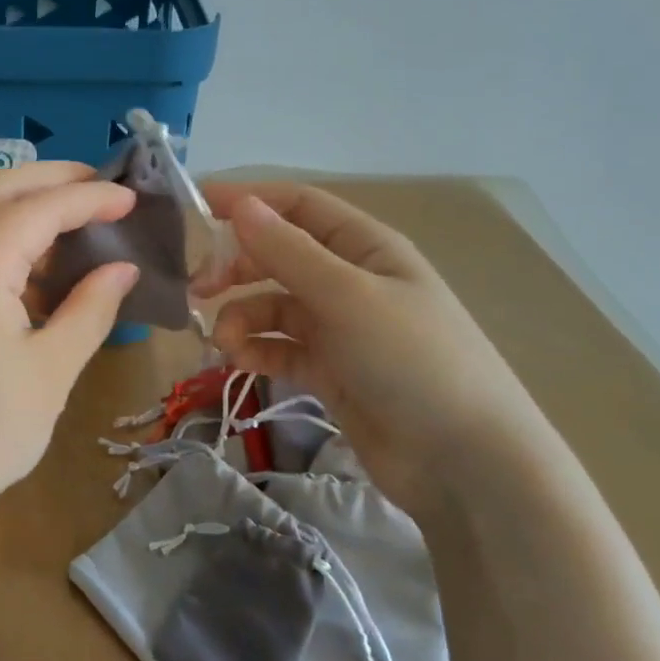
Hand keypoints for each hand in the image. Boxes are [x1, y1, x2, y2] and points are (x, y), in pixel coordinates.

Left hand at [0, 162, 139, 534]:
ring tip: (75, 218)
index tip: (134, 198)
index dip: (91, 198)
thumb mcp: (52, 368)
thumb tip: (122, 269)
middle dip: (52, 179)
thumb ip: (91, 307)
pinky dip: (2, 236)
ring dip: (24, 204)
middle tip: (102, 187)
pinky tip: (34, 262)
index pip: (42, 208)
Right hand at [197, 183, 553, 512]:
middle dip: (237, 267)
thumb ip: (288, 252)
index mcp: (366, 247)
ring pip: (273, 306)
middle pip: (279, 256)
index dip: (250, 200)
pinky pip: (280, 348)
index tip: (197, 205)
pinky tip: (240, 363)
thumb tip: (240, 204)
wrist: (462, 460)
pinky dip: (256, 351)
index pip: (299, 206)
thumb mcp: (348, 297)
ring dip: (242, 318)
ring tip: (225, 344)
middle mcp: (351, 280)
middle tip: (198, 288)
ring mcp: (340, 328)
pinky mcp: (330, 371)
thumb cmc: (412, 360)